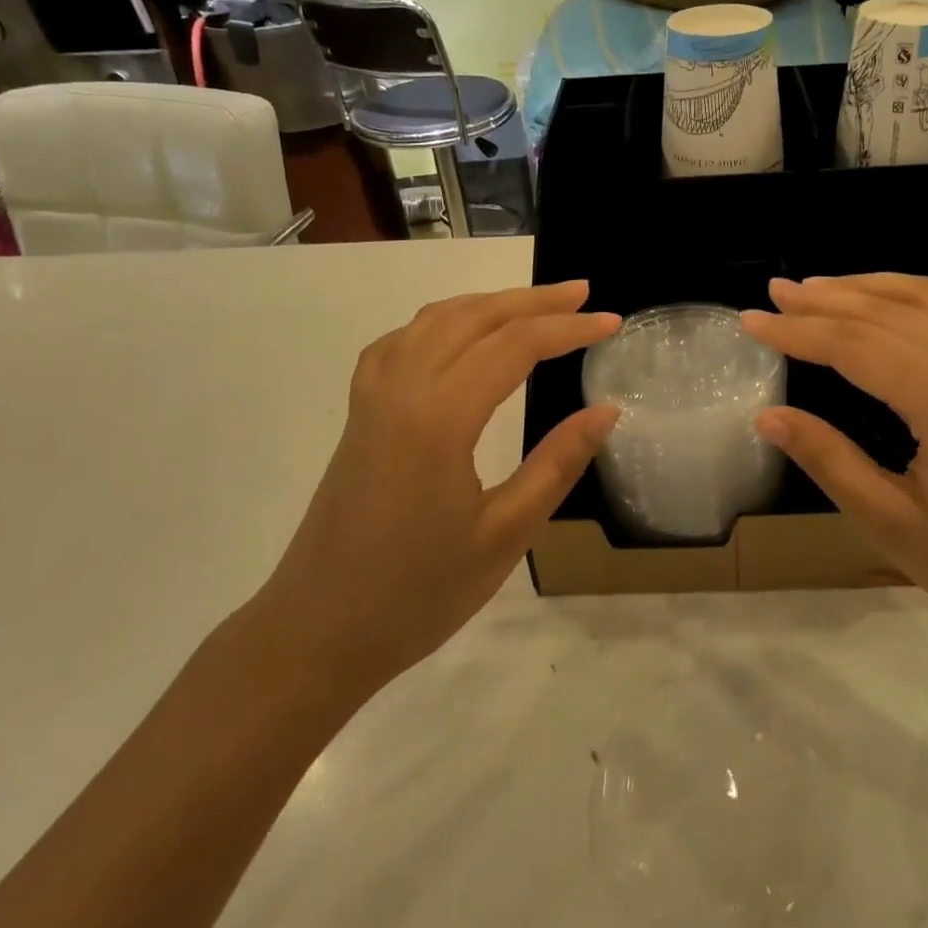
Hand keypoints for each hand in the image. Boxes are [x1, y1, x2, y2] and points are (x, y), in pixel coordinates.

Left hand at [254, 282, 619, 709]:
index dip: (569, 329)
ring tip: (536, 305)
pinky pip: (405, 340)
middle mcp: (402, 388)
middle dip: (534, 301)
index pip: (515, 345)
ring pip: (436, 320)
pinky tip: (462, 336)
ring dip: (490, 303)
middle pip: (475, 317)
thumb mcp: (505, 535)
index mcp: (439, 417)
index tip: (612, 323)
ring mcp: (372, 396)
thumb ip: (558, 464)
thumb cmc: (417, 594)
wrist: (315, 633)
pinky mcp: (360, 412)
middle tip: (584, 294)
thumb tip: (607, 410)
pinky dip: (445, 321)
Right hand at [743, 275, 927, 655]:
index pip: (856, 346)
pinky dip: (905, 298)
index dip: (798, 331)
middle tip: (773, 294)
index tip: (751, 321)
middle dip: (825, 299)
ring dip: (865, 289)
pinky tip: (880, 304)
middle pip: (887, 312)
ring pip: (924, 300)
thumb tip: (767, 416)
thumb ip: (829, 459)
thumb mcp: (895, 524)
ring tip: (816, 288)